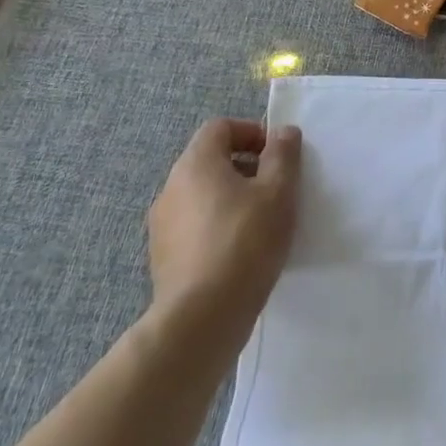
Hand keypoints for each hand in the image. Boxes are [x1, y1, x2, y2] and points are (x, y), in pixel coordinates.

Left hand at [146, 120, 301, 343]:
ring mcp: (162, 226)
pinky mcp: (162, 258)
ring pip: (202, 195)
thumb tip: (283, 133)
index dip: (251, 133)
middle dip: (245, 166)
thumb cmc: (245, 241)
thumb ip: (283, 154)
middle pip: (210, 160)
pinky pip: (194, 225)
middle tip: (275, 187)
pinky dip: (217, 225)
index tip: (277, 155)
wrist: (202, 318)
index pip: (220, 128)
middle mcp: (171, 188)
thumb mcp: (278, 190)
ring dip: (231, 197)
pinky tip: (240, 251)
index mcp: (195, 164)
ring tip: (261, 221)